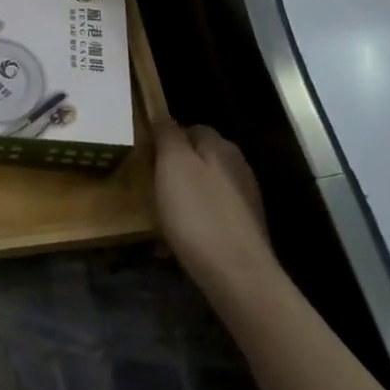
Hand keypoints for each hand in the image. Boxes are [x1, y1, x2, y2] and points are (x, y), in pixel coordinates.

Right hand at [154, 122, 275, 294]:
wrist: (237, 274)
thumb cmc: (197, 214)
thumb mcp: (173, 165)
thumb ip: (168, 135)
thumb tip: (163, 115)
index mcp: (221, 147)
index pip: (191, 128)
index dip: (166, 140)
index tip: (145, 158)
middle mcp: (237, 167)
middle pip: (198, 159)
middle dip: (173, 171)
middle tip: (149, 189)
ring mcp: (244, 199)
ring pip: (203, 189)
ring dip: (181, 199)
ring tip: (159, 219)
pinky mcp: (244, 229)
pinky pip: (210, 216)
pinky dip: (192, 224)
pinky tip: (177, 243)